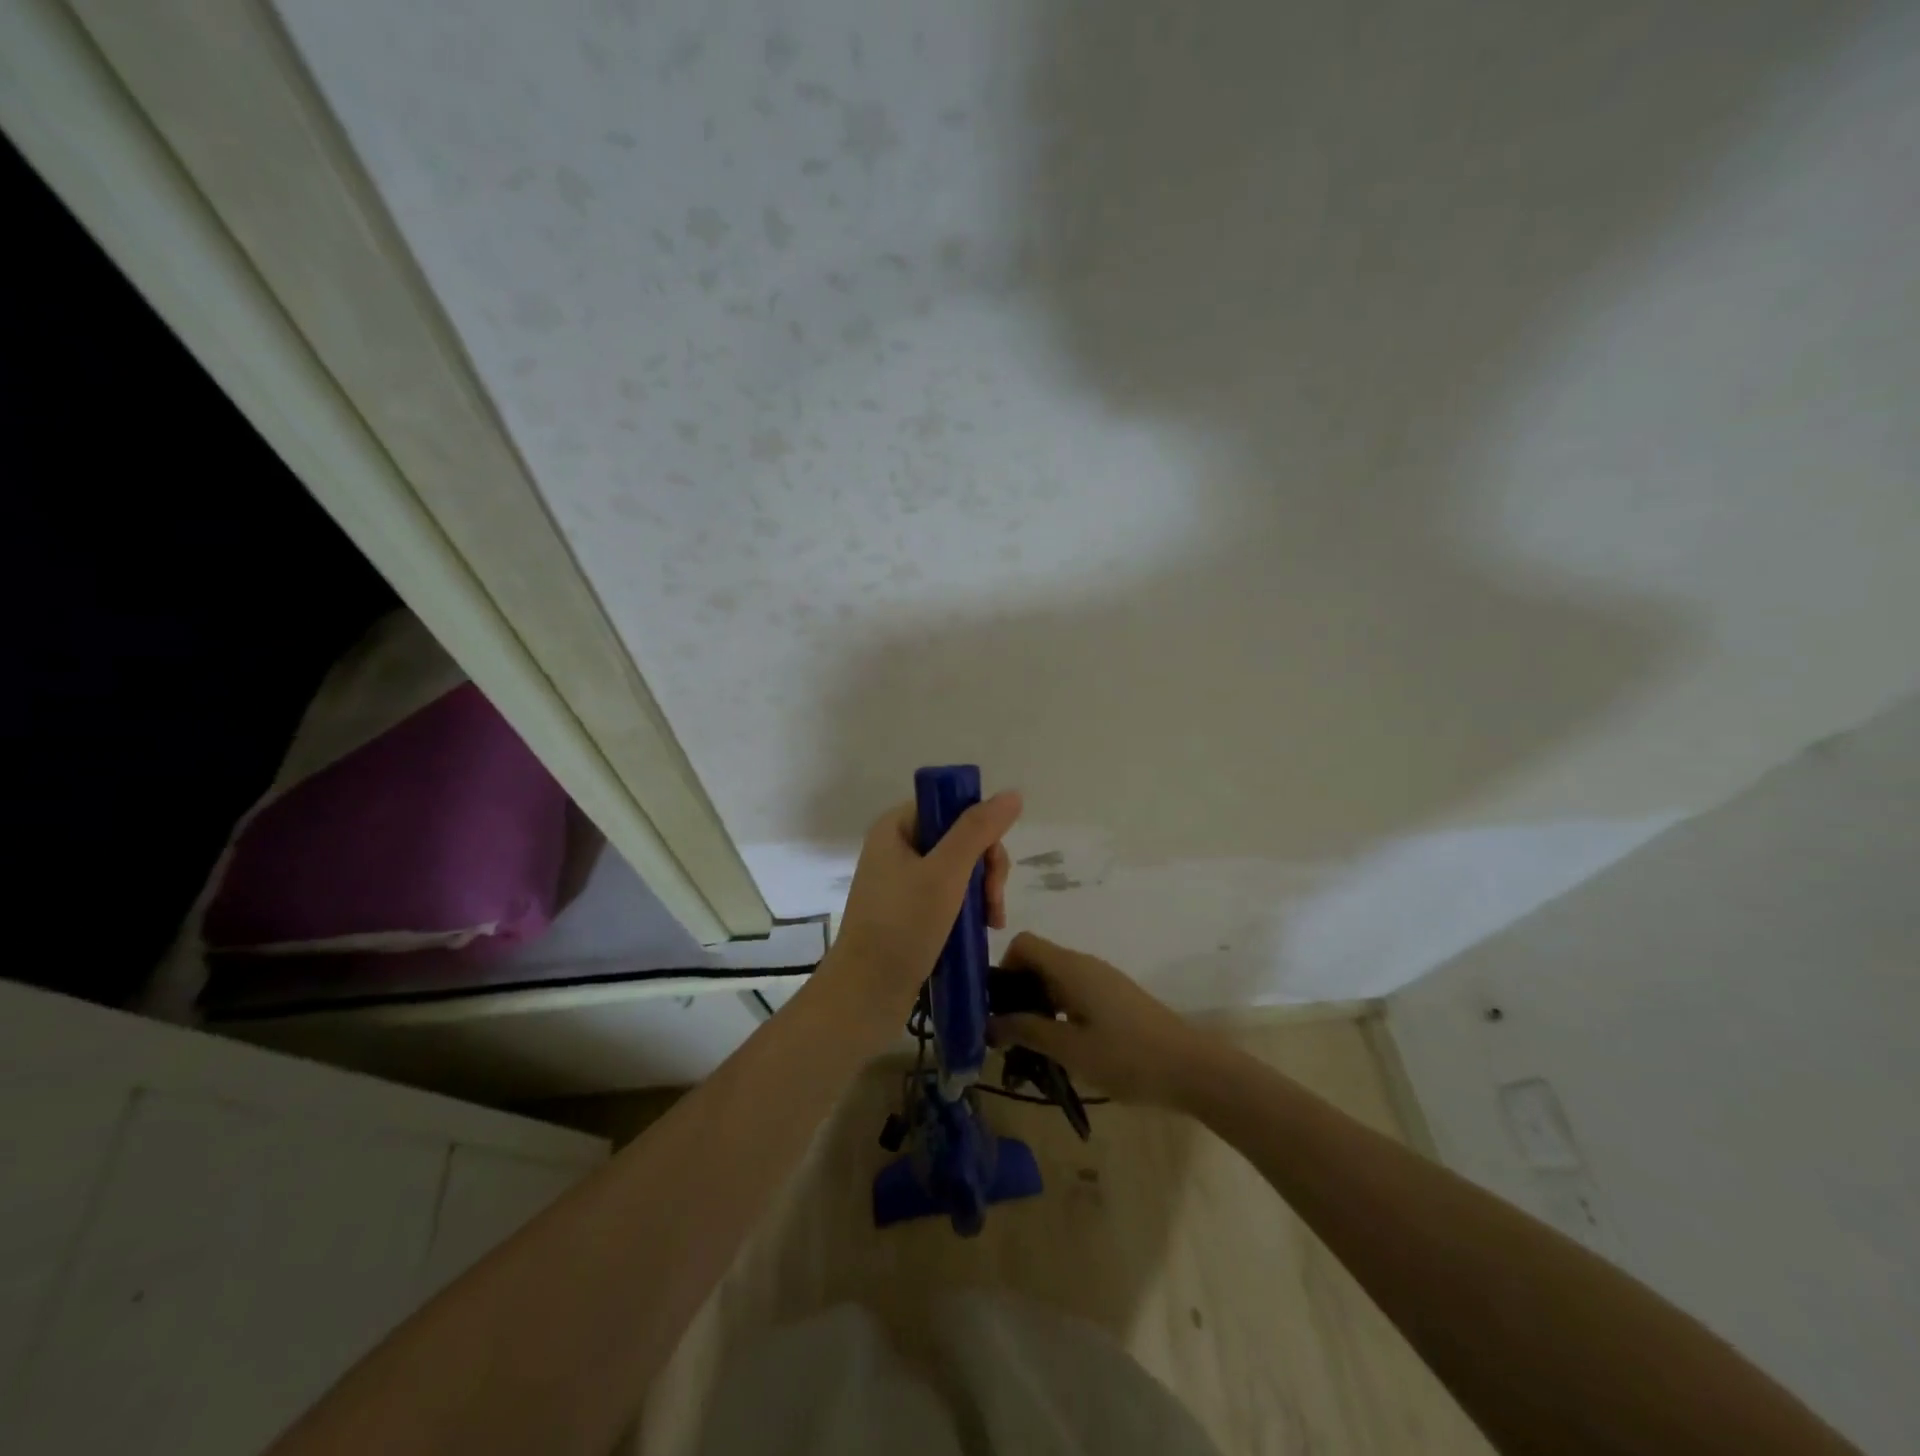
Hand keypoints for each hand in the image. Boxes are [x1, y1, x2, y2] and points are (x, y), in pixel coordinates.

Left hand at [817, 791, 1022, 1042]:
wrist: (865, 995)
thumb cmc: (903, 926)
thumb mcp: (946, 873)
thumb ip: (978, 830)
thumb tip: (1012, 793)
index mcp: (896, 828)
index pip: (950, 808)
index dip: (979, 831)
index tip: (992, 865)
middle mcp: (896, 849)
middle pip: (958, 839)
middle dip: (985, 868)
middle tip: (994, 904)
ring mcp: (901, 882)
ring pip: (958, 870)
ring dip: (982, 892)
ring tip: (992, 923)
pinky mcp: (907, 913)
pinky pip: (947, 896)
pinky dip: (967, 910)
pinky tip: (980, 930)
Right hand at [988, 932, 1210, 1106]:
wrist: (1191, 1069)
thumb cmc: (1127, 1057)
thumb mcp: (1070, 1048)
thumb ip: (1027, 1030)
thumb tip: (989, 1021)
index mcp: (1071, 968)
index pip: (1023, 943)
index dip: (1003, 968)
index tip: (998, 1006)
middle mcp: (1085, 964)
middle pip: (1038, 961)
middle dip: (1017, 993)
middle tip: (1010, 1035)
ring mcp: (1103, 980)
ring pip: (1056, 980)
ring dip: (1038, 1006)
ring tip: (1033, 1048)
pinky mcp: (1116, 998)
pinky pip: (1075, 993)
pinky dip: (1060, 1012)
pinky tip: (1065, 1048)